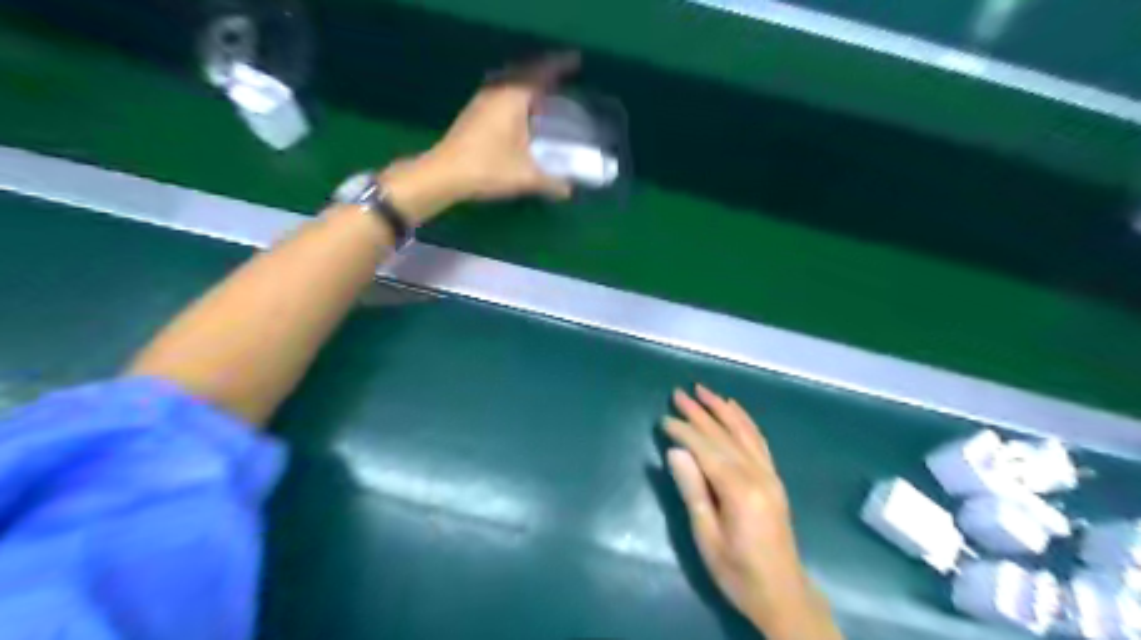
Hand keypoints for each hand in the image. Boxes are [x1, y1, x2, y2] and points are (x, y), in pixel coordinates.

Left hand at [414, 52, 580, 200]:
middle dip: (545, 75)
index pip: (540, 73)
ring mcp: (482, 101)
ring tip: (546, 96)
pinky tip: (523, 115)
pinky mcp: (474, 113)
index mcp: (512, 98)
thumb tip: (569, 190)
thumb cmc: (487, 168)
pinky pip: (502, 94)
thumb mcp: (525, 177)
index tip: (576, 62)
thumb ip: (551, 182)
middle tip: (564, 80)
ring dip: (528, 86)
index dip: (559, 66)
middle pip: (525, 74)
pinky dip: (517, 97)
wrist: (444, 174)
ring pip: (511, 84)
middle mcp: (497, 92)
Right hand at [666, 385, 840, 639]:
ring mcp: (770, 474)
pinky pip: (759, 441)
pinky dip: (745, 421)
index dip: (684, 431)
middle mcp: (758, 474)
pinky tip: (734, 410)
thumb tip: (676, 451)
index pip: (706, 448)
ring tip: (704, 390)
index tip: (664, 418)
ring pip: (744, 431)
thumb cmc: (737, 572)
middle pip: (724, 435)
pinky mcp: (774, 478)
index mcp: (739, 490)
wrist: (783, 594)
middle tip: (678, 393)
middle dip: (699, 412)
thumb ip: (692, 490)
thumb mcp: (707, 537)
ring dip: (722, 408)